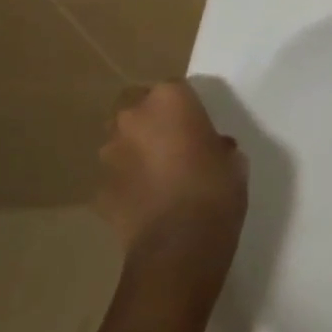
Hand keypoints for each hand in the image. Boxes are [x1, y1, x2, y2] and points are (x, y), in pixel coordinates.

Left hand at [96, 82, 247, 261]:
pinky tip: (148, 202)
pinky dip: (128, 183)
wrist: (180, 244)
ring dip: (136, 150)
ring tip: (160, 175)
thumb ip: (216, 144)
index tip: (198, 123)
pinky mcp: (98, 189)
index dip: (186, 105)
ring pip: (120, 140)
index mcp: (170, 101)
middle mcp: (132, 118)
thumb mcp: (233, 160)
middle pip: (136, 105)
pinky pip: (116, 176)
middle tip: (174, 141)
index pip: (174, 87)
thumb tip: (209, 148)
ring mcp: (109, 154)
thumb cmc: (217, 189)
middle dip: (150, 119)